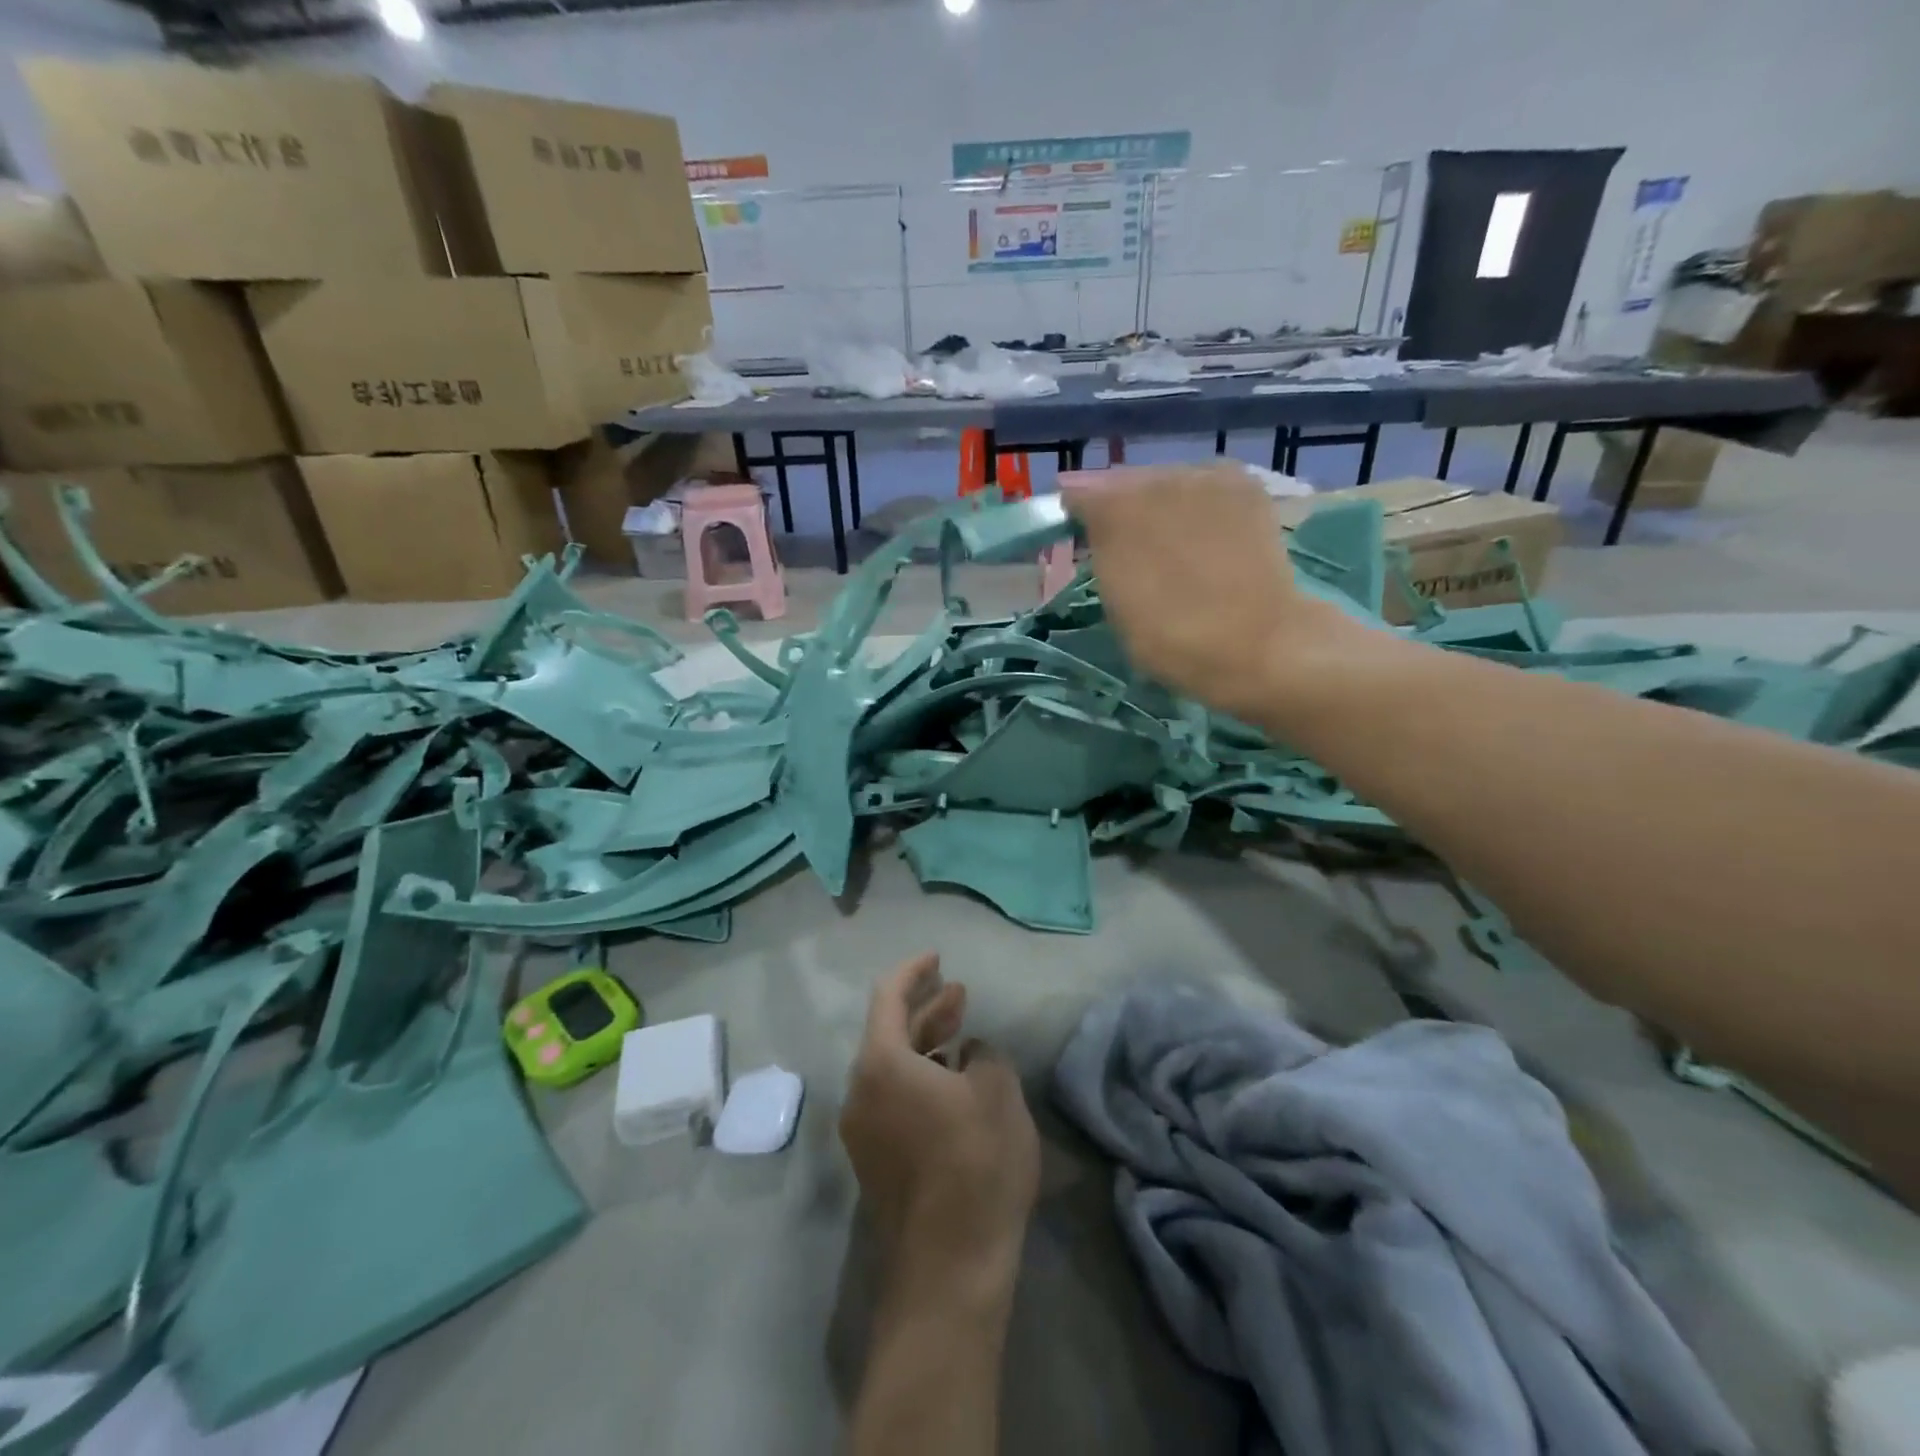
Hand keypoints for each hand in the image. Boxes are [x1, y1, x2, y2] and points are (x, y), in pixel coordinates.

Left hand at [840, 954, 1039, 1295]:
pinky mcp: (874, 1160)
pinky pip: (893, 1098)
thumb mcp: (998, 1091)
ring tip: (962, 1032)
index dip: (913, 971)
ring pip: (892, 1067)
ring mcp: (862, 1129)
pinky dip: (920, 1077)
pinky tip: (953, 1082)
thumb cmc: (975, 1164)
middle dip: (926, 1009)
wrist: (949, 1270)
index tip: (937, 958)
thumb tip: (967, 1053)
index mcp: (881, 1063)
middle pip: (889, 1032)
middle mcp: (860, 1090)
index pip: (888, 996)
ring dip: (926, 1045)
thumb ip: (983, 1053)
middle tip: (959, 993)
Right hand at [1064, 465, 1356, 720]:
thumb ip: (1101, 551)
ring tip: (1169, 546)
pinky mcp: (1245, 486)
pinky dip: (1197, 505)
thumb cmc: (1172, 637)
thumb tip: (1092, 517)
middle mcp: (1158, 478)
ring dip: (1160, 506)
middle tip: (1127, 549)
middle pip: (1125, 483)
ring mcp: (1206, 477)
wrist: (1258, 644)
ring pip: (1166, 482)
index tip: (1081, 544)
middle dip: (1120, 509)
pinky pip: (1205, 487)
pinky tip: (1205, 536)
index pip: (1079, 494)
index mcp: (1114, 508)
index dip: (1077, 518)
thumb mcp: (1115, 603)